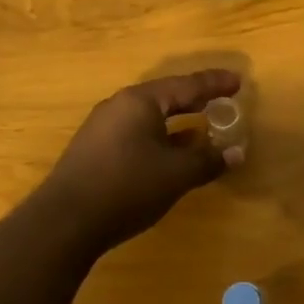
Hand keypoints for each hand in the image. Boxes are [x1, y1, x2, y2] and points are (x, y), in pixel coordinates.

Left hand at [37, 70, 242, 251]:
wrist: (65, 222)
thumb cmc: (126, 187)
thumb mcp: (176, 174)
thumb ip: (207, 160)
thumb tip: (236, 152)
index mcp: (139, 102)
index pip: (186, 85)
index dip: (214, 84)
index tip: (238, 81)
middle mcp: (119, 107)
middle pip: (165, 97)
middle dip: (195, 101)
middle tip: (221, 100)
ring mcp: (103, 129)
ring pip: (149, 118)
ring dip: (178, 123)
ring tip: (202, 129)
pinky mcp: (95, 151)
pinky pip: (136, 134)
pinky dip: (160, 139)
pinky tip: (172, 155)